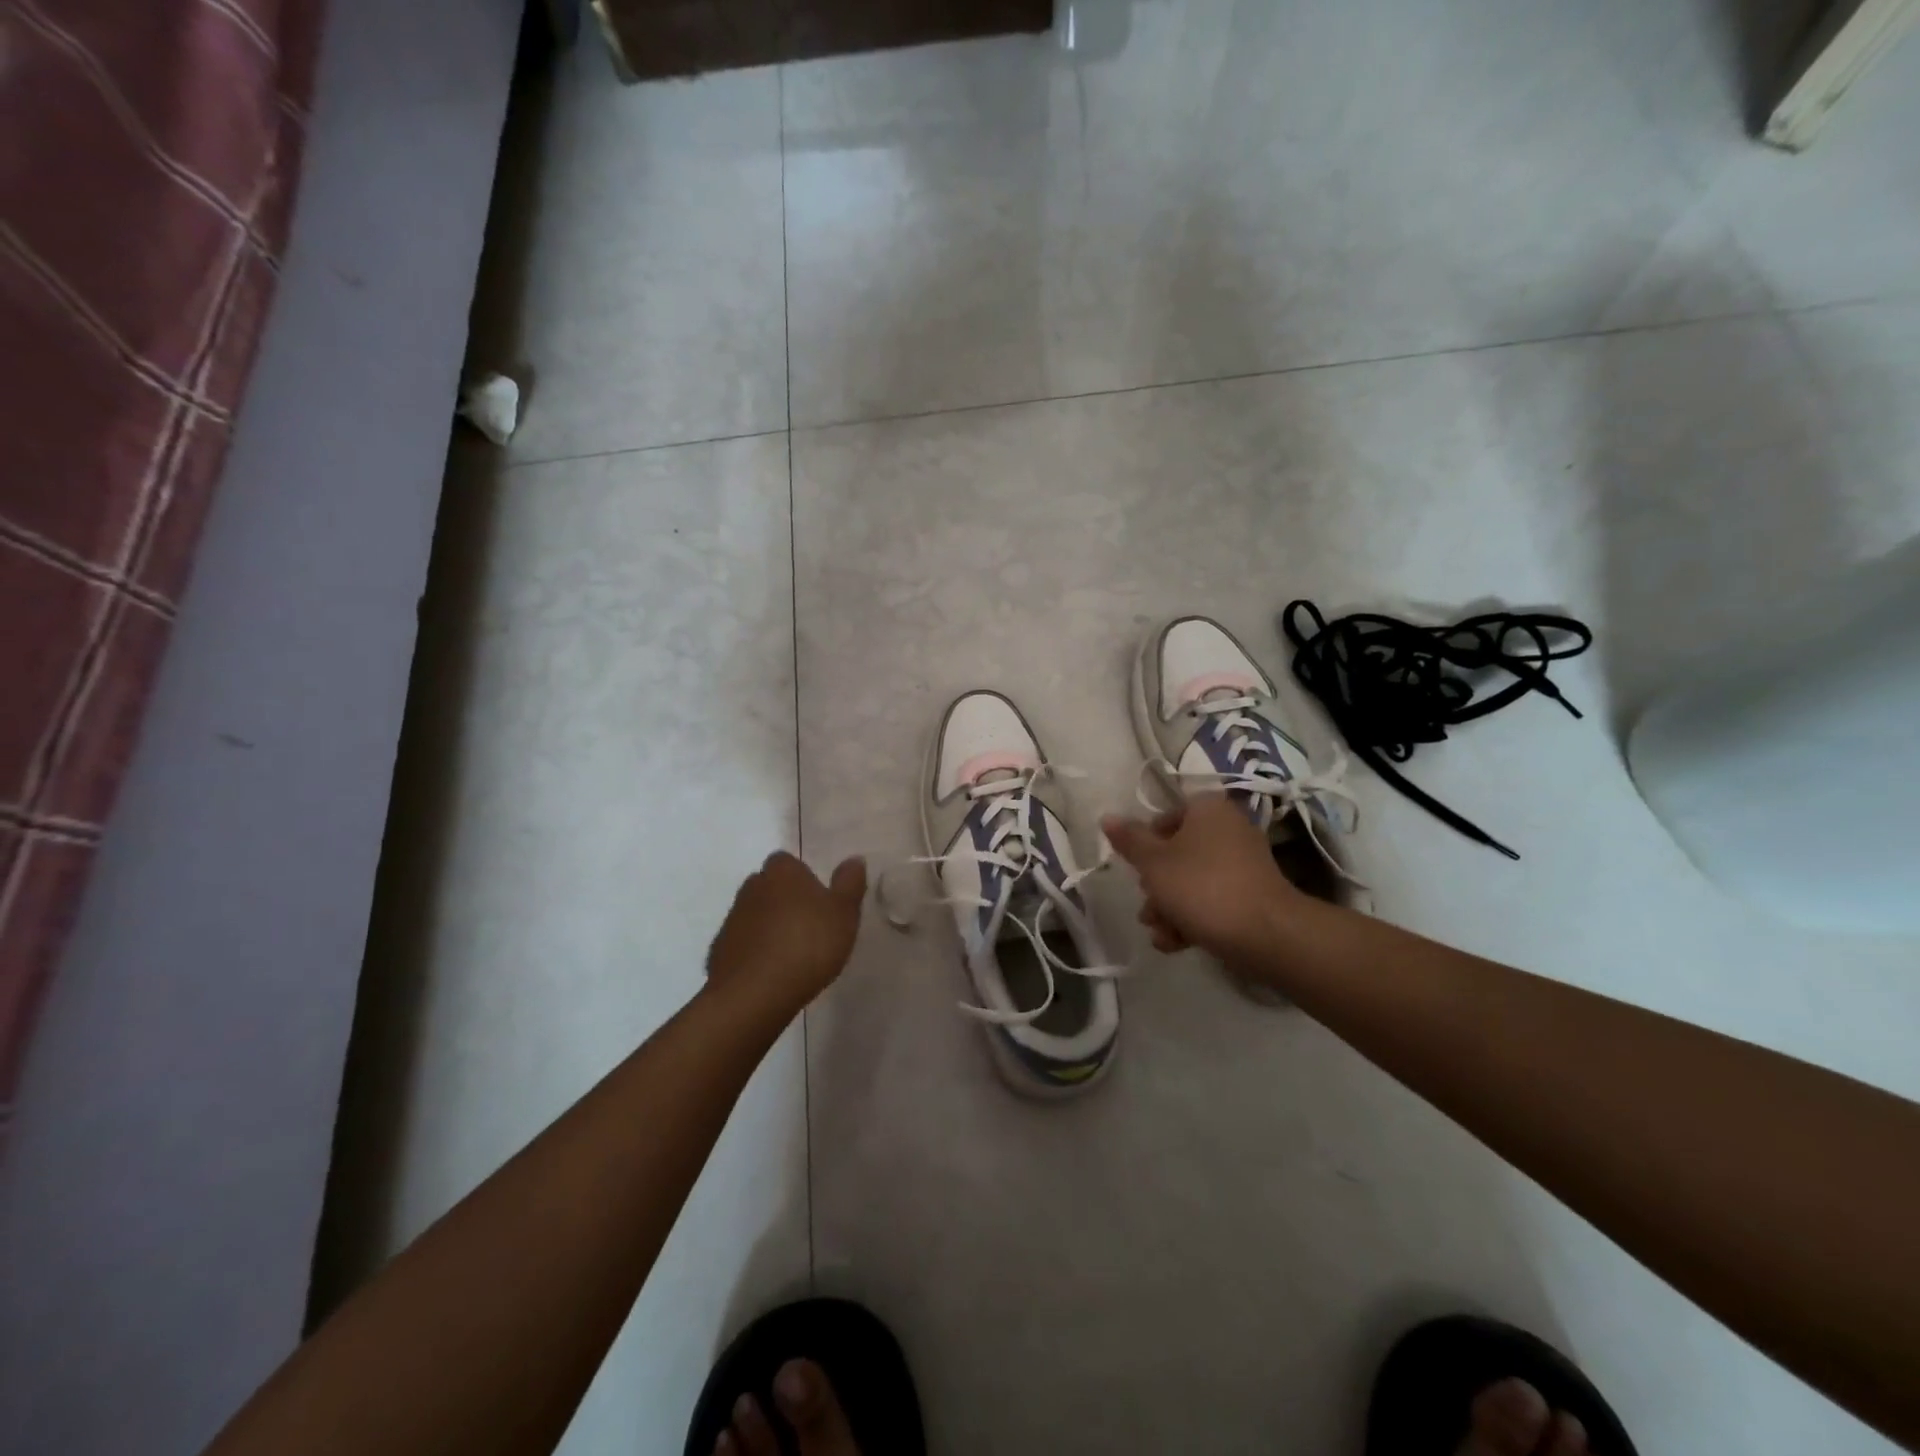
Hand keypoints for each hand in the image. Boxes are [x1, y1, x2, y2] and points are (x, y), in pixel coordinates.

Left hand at [706, 852, 866, 1020]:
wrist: (754, 994)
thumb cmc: (807, 945)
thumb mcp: (843, 913)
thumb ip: (850, 884)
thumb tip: (854, 859)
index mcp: (782, 871)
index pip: (789, 862)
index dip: (803, 878)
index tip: (819, 901)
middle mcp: (752, 887)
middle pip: (770, 886)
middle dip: (786, 900)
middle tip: (810, 925)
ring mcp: (732, 919)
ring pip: (756, 914)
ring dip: (770, 926)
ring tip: (793, 953)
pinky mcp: (719, 950)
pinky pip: (744, 943)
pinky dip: (756, 952)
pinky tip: (772, 973)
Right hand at [1102, 795, 1301, 969]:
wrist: (1265, 934)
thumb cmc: (1201, 887)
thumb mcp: (1153, 862)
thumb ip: (1129, 840)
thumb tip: (1107, 817)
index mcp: (1207, 809)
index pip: (1166, 816)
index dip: (1145, 841)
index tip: (1136, 866)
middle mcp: (1228, 829)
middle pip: (1178, 852)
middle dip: (1156, 884)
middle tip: (1146, 906)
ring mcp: (1244, 864)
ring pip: (1193, 880)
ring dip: (1169, 906)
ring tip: (1158, 931)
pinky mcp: (1252, 895)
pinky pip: (1213, 899)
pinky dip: (1193, 918)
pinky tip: (1175, 943)